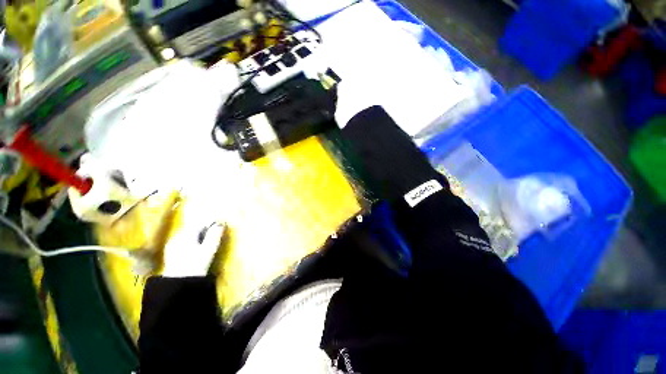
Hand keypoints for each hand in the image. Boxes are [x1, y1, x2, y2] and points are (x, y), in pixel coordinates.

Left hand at [162, 219, 225, 277]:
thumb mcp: (209, 250)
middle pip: (192, 228)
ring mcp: (172, 244)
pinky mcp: (170, 251)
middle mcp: (177, 236)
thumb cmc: (196, 265)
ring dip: (197, 235)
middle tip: (214, 233)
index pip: (200, 223)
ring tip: (206, 241)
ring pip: (187, 234)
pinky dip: (190, 241)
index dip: (210, 223)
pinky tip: (195, 248)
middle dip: (203, 229)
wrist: (179, 283)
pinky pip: (182, 241)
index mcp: (186, 235)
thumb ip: (214, 236)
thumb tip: (220, 224)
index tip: (220, 225)